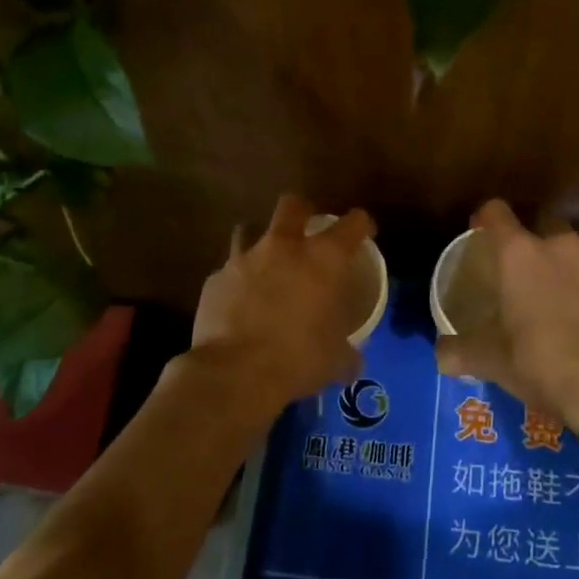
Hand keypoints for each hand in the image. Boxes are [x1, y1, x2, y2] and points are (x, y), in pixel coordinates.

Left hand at [185, 194, 375, 422]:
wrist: (236, 373)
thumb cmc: (299, 359)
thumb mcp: (335, 359)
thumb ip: (346, 353)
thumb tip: (352, 363)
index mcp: (323, 259)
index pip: (353, 224)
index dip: (361, 225)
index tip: (363, 233)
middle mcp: (283, 247)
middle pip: (292, 205)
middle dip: (301, 211)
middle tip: (306, 231)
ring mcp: (244, 259)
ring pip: (249, 229)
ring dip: (259, 241)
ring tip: (265, 264)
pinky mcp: (214, 279)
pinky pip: (228, 271)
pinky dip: (236, 281)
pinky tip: (238, 302)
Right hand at [434, 201, 578, 427]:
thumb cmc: (540, 361)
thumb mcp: (491, 360)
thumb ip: (460, 352)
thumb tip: (440, 356)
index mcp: (519, 252)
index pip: (496, 212)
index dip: (485, 219)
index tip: (479, 234)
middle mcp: (559, 244)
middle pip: (540, 224)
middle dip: (531, 242)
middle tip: (521, 273)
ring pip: (573, 251)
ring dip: (563, 266)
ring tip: (556, 298)